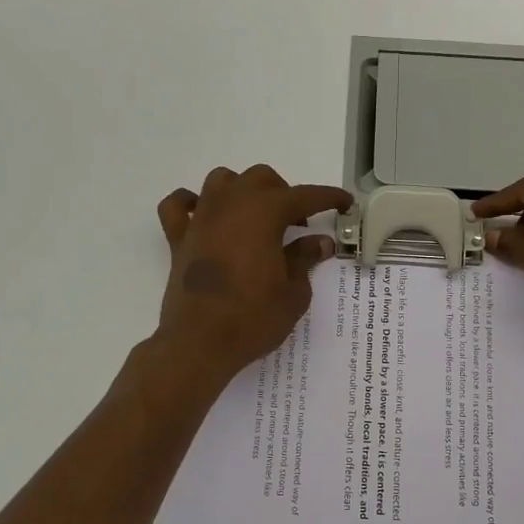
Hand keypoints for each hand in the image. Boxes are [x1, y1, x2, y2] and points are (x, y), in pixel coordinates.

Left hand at [155, 166, 353, 380]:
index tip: (345, 202)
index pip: (304, 196)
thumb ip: (305, 259)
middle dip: (283, 194)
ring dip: (241, 190)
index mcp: (264, 213)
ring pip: (221, 181)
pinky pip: (178, 206)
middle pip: (260, 179)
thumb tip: (319, 242)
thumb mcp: (293, 293)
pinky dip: (191, 203)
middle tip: (297, 223)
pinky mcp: (178, 239)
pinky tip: (202, 214)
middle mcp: (231, 205)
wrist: (200, 343)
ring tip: (254, 216)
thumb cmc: (253, 318)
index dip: (328, 198)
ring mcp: (201, 219)